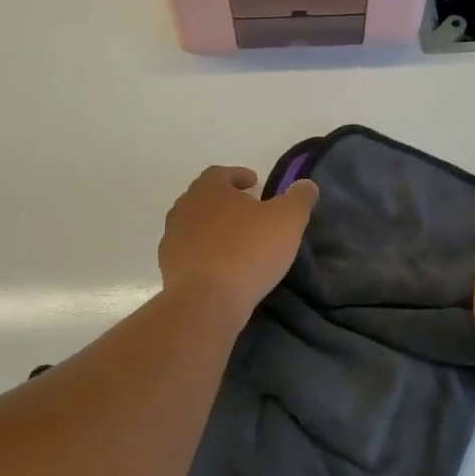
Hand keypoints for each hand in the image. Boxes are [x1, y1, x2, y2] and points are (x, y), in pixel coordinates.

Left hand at [159, 166, 319, 322]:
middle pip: (204, 197)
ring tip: (237, 241)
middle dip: (225, 201)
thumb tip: (306, 184)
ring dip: (213, 228)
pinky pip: (189, 253)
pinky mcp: (168, 268)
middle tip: (248, 211)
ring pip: (195, 225)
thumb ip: (299, 198)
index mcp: (208, 189)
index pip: (220, 173)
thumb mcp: (288, 220)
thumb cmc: (248, 251)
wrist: (206, 302)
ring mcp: (172, 239)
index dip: (238, 175)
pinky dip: (205, 253)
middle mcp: (184, 208)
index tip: (254, 183)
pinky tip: (222, 267)